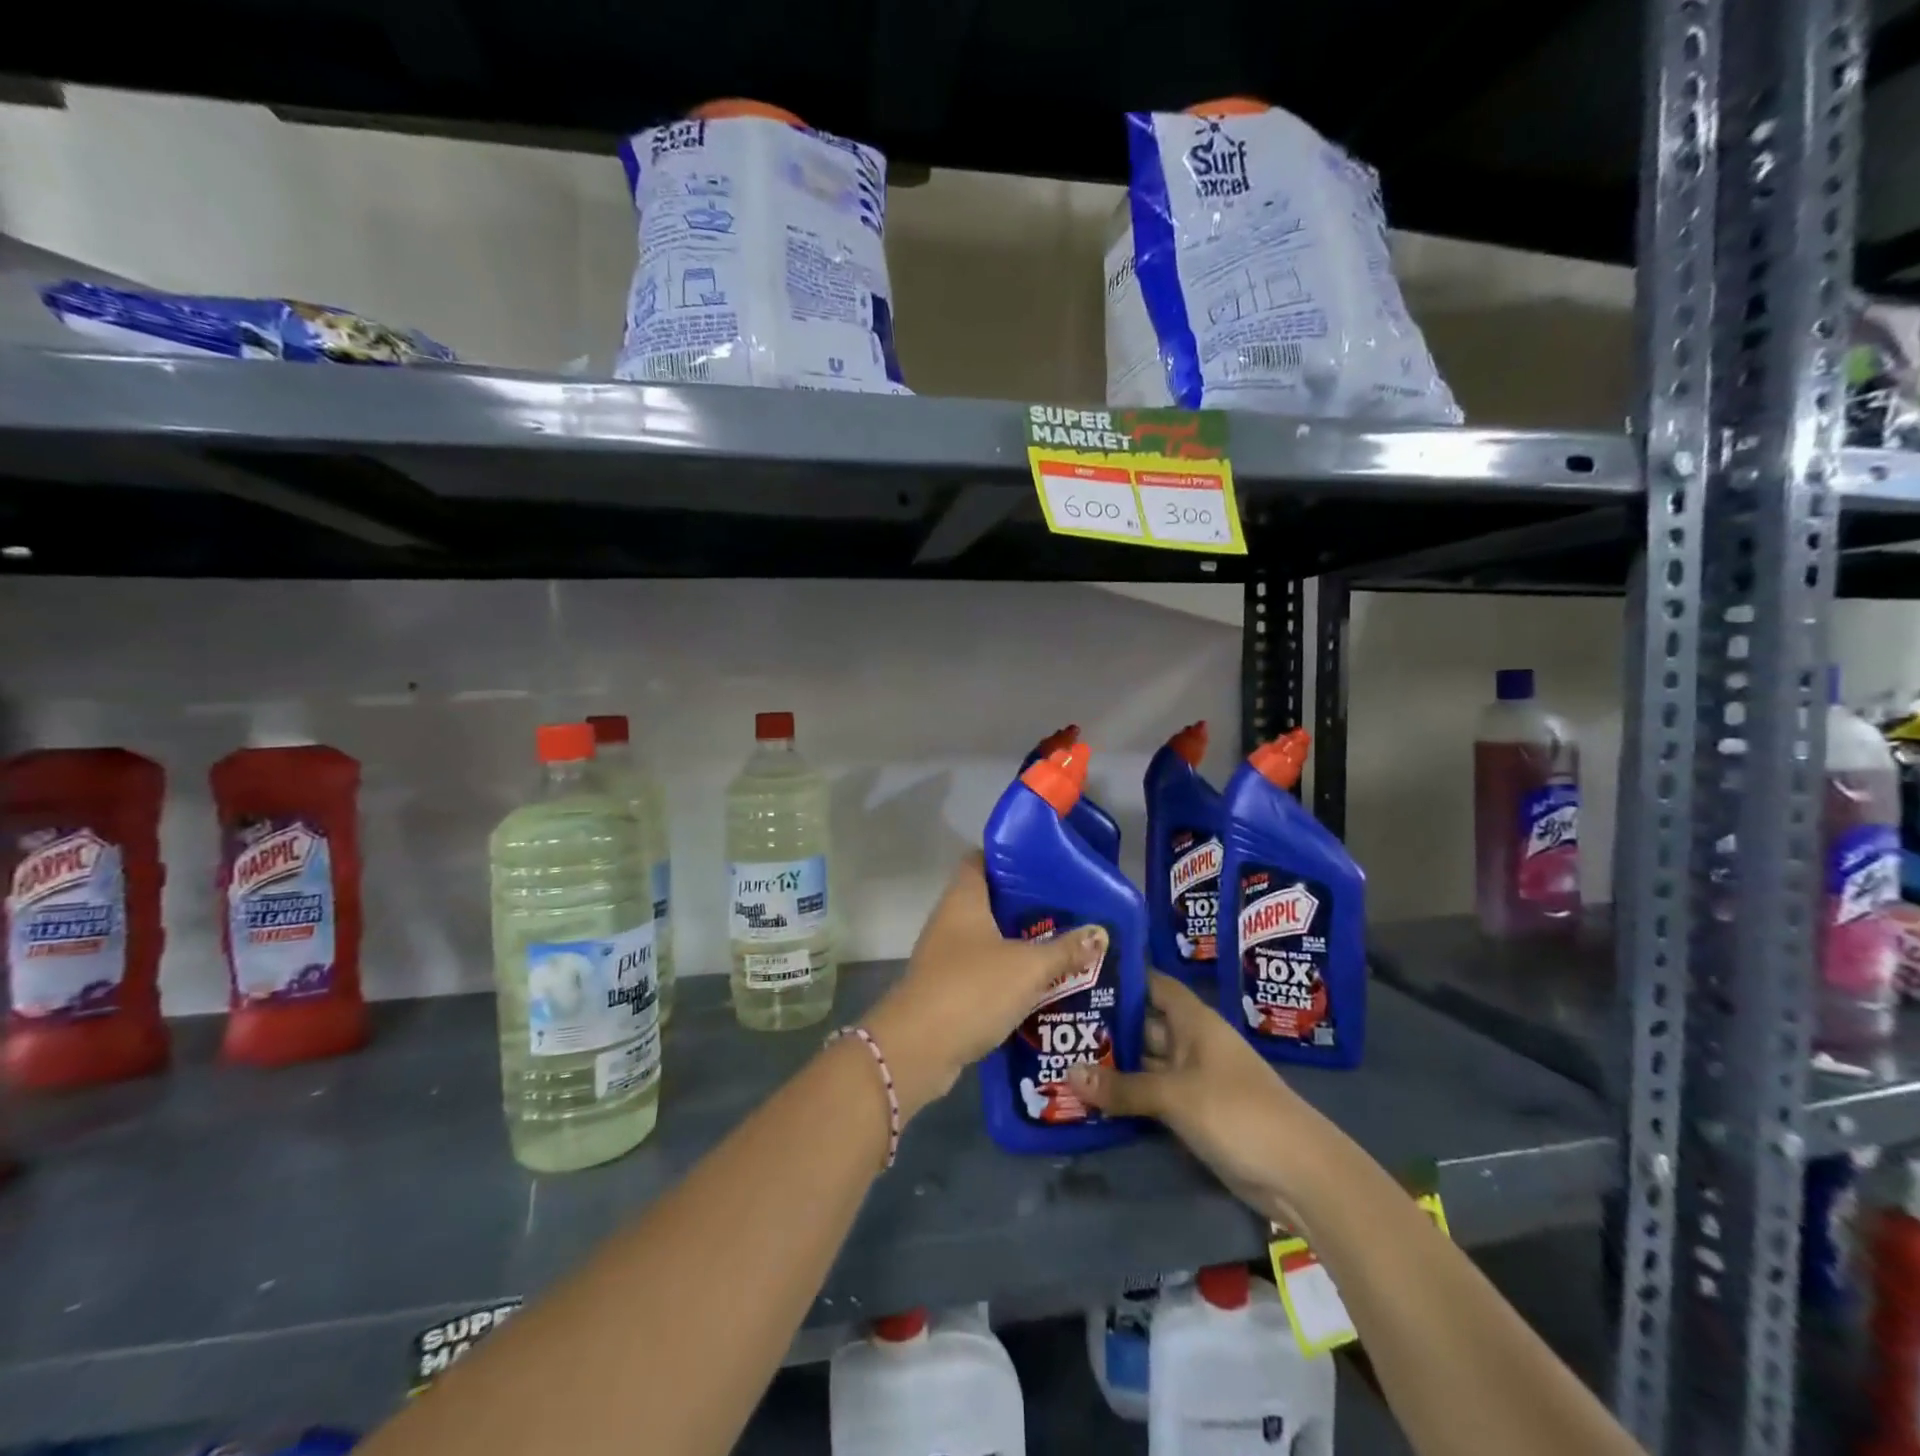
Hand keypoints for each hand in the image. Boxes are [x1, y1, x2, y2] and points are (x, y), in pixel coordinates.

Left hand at [862, 854, 1106, 1118]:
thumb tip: (1100, 933)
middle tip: (1069, 908)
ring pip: (990, 940)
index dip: (1011, 857)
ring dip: (1021, 944)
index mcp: (964, 899)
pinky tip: (1041, 985)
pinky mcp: (948, 989)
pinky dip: (1009, 976)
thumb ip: (1065, 950)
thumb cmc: (972, 989)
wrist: (918, 1048)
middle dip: (1028, 906)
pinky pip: (985, 973)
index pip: (982, 859)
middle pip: (991, 901)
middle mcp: (950, 920)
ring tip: (1064, 945)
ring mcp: (946, 956)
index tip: (1046, 864)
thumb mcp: (1028, 967)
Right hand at [1068, 972, 1321, 1223]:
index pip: (1154, 985)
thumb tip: (1068, 1074)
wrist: (1299, 1173)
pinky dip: (1128, 1094)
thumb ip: (1123, 1086)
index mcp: (1194, 1021)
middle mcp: (1192, 1043)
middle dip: (1107, 1023)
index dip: (1124, 976)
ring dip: (1114, 1062)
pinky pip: (1153, 1094)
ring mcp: (1194, 1079)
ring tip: (1064, 1055)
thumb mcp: (1175, 1095)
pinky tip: (1093, 1095)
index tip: (1082, 971)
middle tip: (1058, 1019)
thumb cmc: (1237, 1111)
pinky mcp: (1195, 1113)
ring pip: (1146, 1062)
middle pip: (1144, 1024)